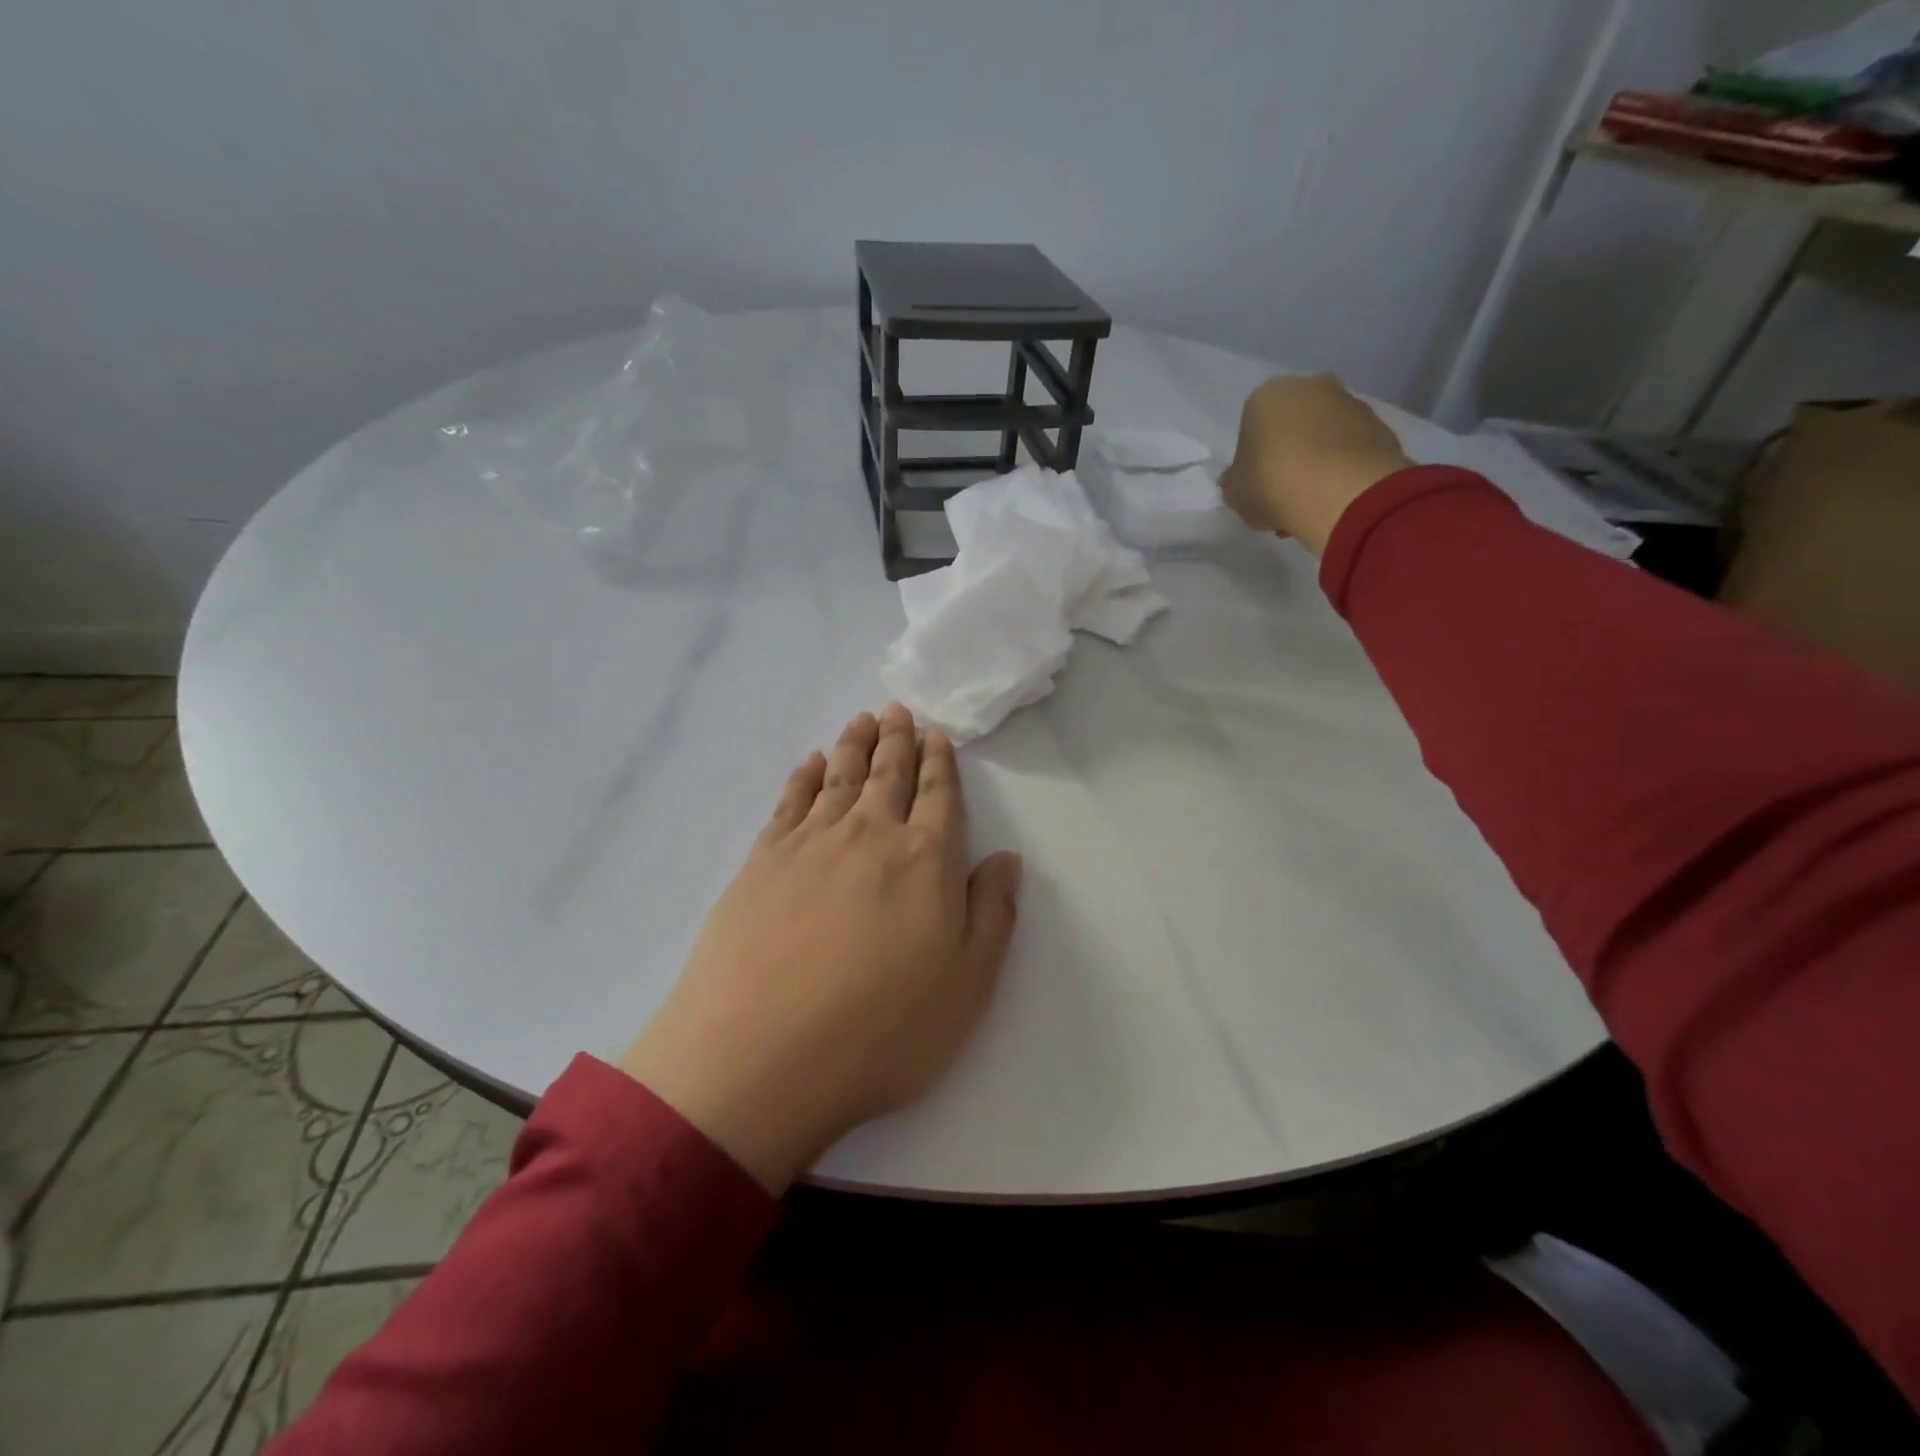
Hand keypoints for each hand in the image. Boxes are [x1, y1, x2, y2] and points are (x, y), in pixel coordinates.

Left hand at [617, 704, 1023, 1193]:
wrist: (760, 1058)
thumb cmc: (882, 1030)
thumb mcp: (968, 985)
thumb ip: (993, 913)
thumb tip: (1006, 858)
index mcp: (924, 860)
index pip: (938, 796)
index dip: (940, 763)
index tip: (937, 735)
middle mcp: (868, 835)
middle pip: (887, 774)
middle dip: (897, 739)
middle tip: (897, 710)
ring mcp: (809, 845)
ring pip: (838, 777)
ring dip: (853, 746)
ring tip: (861, 720)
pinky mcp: (761, 863)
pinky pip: (789, 803)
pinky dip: (802, 778)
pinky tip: (808, 765)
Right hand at [1220, 373, 1413, 555]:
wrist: (1343, 493)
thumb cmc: (1273, 485)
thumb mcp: (1235, 494)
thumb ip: (1235, 483)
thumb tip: (1239, 480)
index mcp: (1265, 397)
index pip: (1251, 427)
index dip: (1252, 461)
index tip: (1256, 486)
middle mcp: (1309, 387)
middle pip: (1291, 425)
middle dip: (1287, 455)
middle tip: (1283, 493)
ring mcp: (1349, 402)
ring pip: (1323, 435)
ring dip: (1316, 462)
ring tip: (1311, 502)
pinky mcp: (1379, 424)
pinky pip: (1350, 448)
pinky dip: (1342, 468)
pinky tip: (1335, 498)